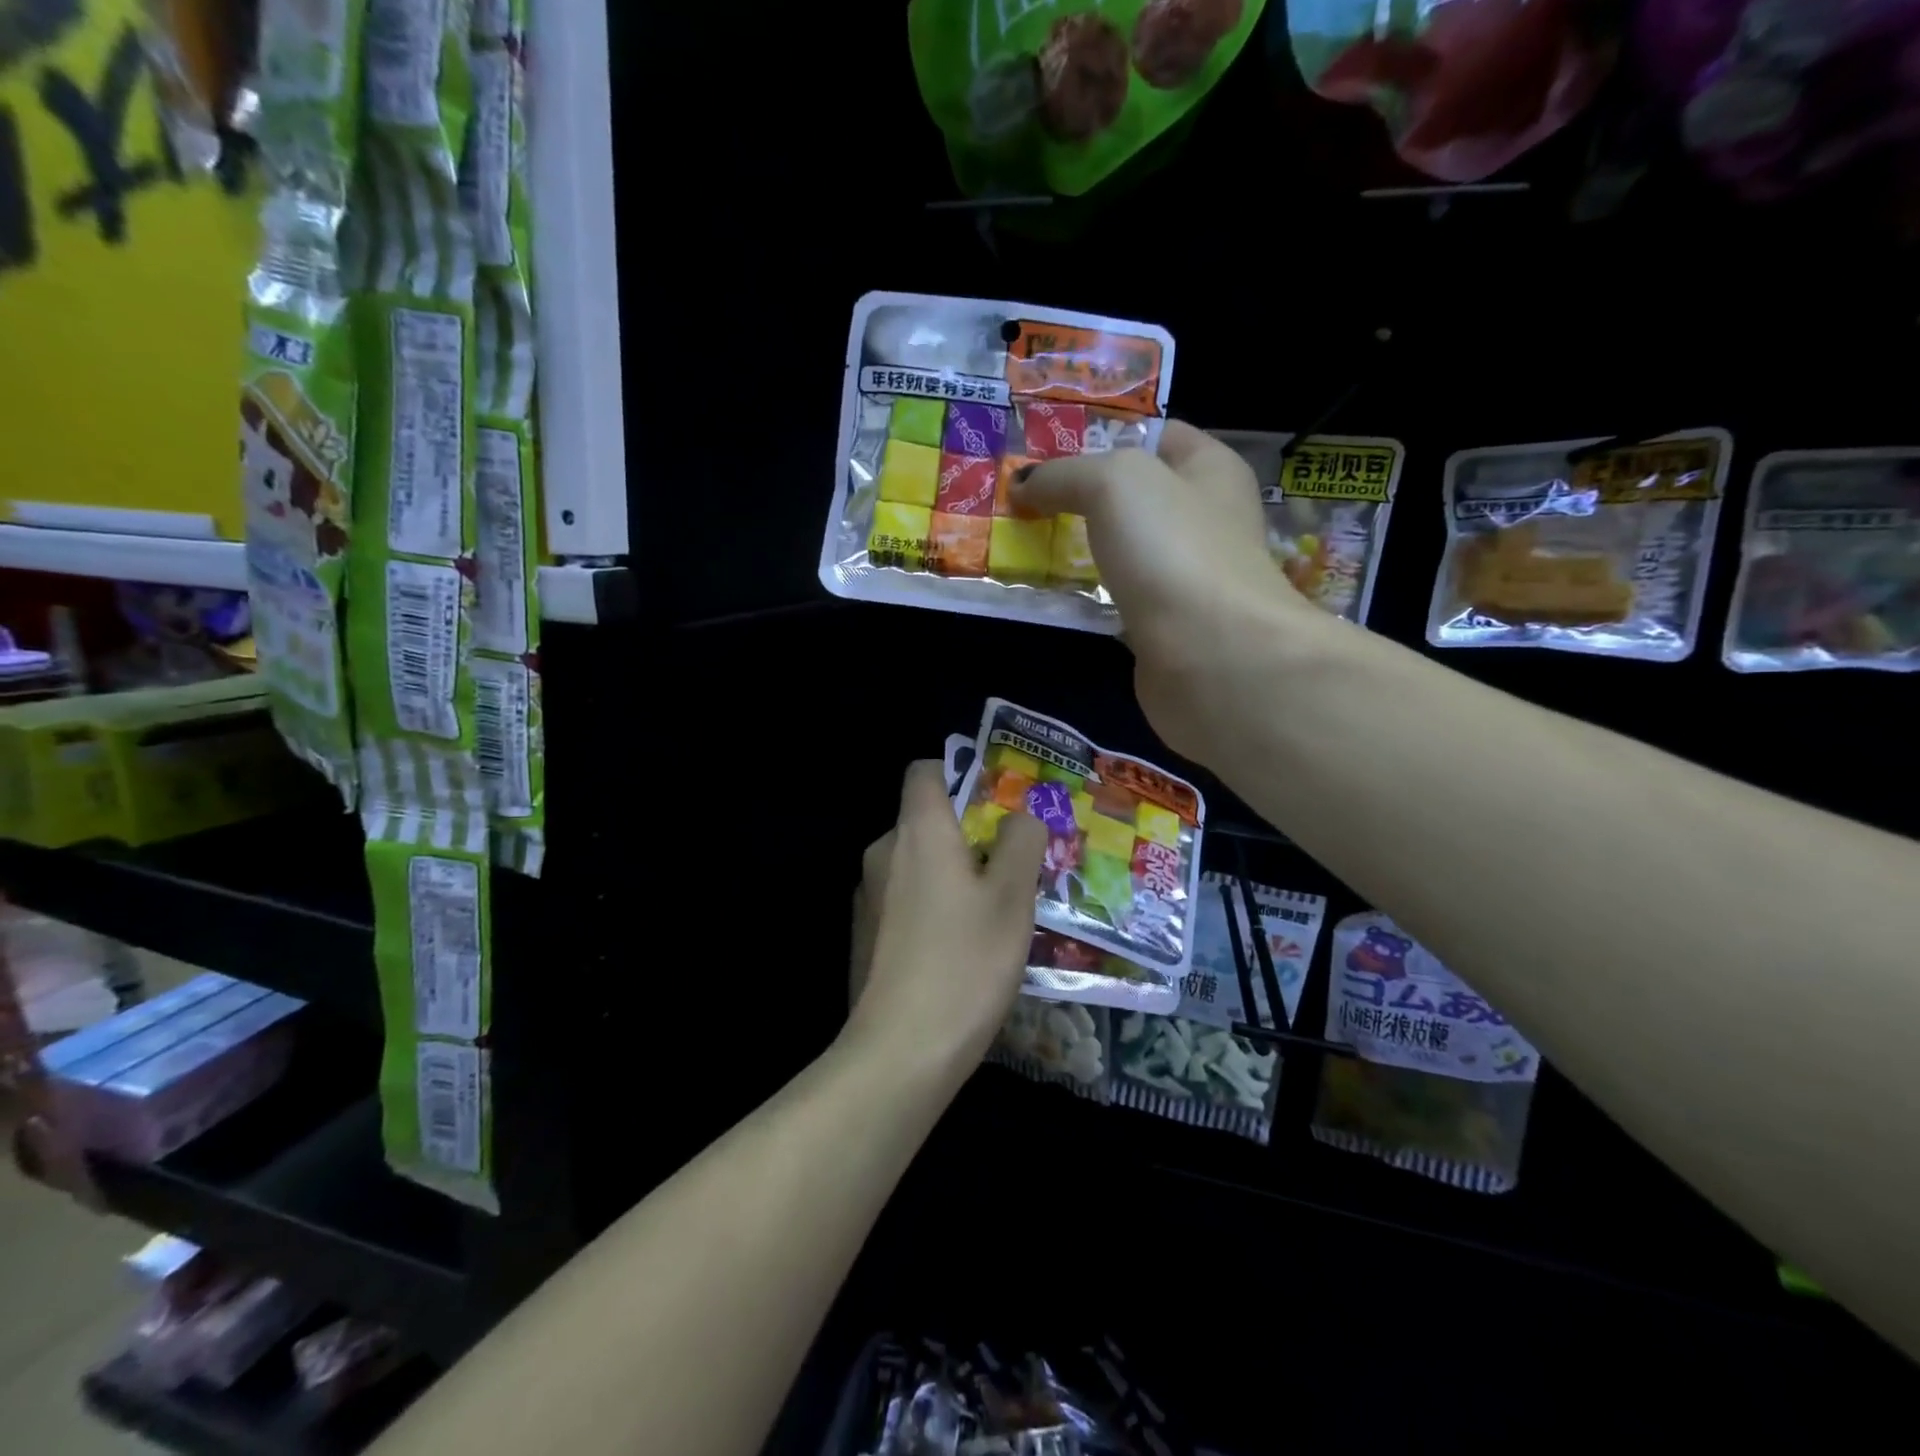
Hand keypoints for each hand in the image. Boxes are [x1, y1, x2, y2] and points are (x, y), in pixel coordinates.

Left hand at [847, 761, 1046, 1073]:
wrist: (898, 1052)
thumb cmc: (964, 962)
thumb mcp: (1012, 897)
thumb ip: (1021, 842)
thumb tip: (1021, 816)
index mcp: (916, 830)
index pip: (925, 771)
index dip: (960, 774)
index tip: (996, 805)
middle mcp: (883, 852)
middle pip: (924, 820)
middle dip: (968, 834)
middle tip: (1012, 868)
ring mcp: (867, 896)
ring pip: (916, 865)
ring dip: (952, 875)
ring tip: (994, 914)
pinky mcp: (863, 935)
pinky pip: (904, 901)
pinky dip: (931, 908)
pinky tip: (959, 950)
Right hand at [1012, 422, 1329, 764]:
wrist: (1211, 656)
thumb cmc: (1173, 549)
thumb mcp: (1114, 483)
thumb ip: (1064, 475)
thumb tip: (1023, 484)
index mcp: (1211, 469)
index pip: (1157, 435)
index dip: (1105, 436)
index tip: (1050, 455)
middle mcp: (1207, 519)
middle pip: (1136, 497)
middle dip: (1083, 498)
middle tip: (1027, 502)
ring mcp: (1188, 577)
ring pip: (1126, 551)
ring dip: (1083, 550)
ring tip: (1030, 544)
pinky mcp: (1168, 626)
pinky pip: (1120, 599)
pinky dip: (1091, 597)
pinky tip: (1056, 594)